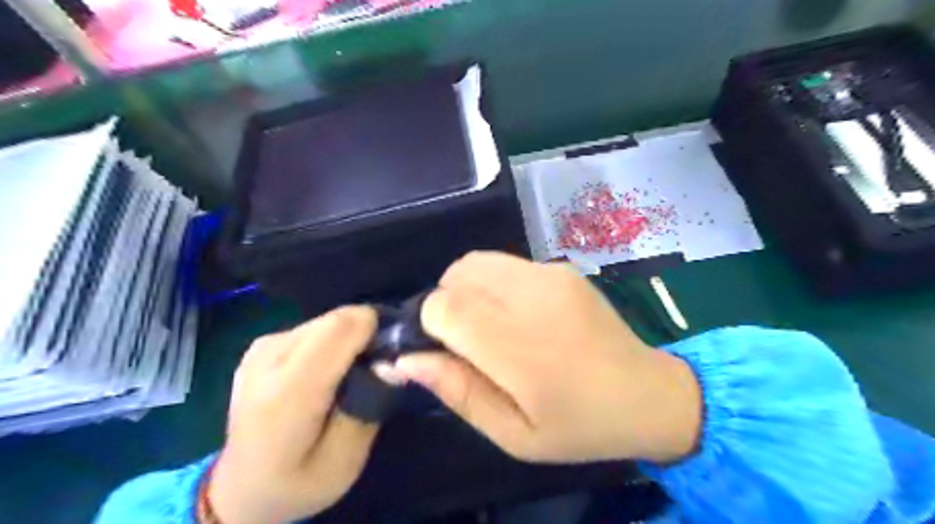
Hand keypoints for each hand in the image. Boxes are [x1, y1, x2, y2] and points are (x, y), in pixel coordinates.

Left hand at [208, 307, 378, 523]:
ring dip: (347, 340)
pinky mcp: (262, 343)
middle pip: (335, 320)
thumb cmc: (299, 481)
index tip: (389, 356)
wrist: (243, 489)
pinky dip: (330, 343)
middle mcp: (268, 359)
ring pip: (326, 320)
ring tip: (348, 376)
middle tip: (373, 369)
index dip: (373, 331)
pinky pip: (314, 327)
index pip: (339, 328)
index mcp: (286, 393)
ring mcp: (261, 347)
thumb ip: (369, 407)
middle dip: (363, 335)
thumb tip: (391, 362)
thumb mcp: (345, 460)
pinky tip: (325, 373)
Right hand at [388, 252, 701, 462]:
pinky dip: (494, 284)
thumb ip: (457, 391)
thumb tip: (405, 360)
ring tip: (488, 324)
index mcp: (519, 348)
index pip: (444, 306)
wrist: (646, 393)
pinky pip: (505, 264)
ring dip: (467, 289)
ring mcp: (550, 275)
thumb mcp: (512, 433)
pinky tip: (518, 313)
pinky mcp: (562, 267)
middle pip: (456, 275)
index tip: (442, 348)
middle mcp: (532, 299)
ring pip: (477, 262)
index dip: (429, 324)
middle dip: (445, 303)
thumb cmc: (577, 425)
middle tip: (465, 340)